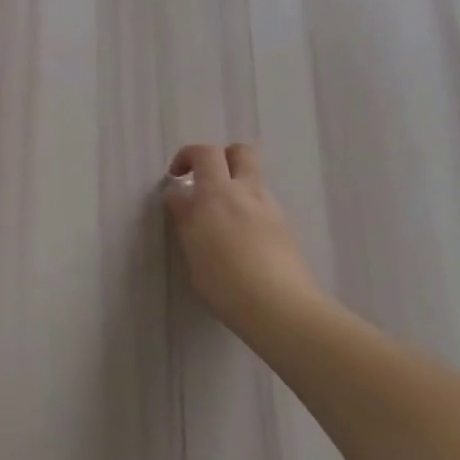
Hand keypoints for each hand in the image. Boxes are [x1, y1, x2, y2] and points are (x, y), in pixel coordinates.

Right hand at [162, 143, 326, 329]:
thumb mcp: (193, 249)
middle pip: (239, 152)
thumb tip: (180, 198)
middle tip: (203, 180)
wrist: (280, 308)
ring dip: (234, 185)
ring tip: (220, 217)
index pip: (202, 153)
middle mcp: (246, 192)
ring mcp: (270, 209)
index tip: (175, 180)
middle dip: (219, 157)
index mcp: (217, 193)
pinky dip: (247, 208)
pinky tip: (240, 238)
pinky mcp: (285, 228)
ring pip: (253, 178)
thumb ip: (186, 218)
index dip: (184, 159)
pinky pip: (262, 204)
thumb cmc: (224, 282)